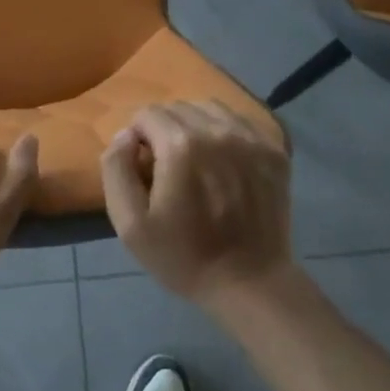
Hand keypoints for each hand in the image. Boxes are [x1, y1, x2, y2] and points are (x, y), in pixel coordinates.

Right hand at [101, 101, 294, 307]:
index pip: (146, 114)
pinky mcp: (273, 149)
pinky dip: (225, 132)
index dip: (138, 139)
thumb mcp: (130, 224)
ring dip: (194, 126)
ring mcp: (250, 137)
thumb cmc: (184, 256)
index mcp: (180, 144)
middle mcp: (217, 130)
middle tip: (169, 169)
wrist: (249, 283)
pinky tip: (224, 161)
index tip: (145, 170)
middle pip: (177, 107)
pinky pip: (239, 121)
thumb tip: (125, 135)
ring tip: (196, 161)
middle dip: (164, 130)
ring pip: (209, 108)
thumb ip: (116, 169)